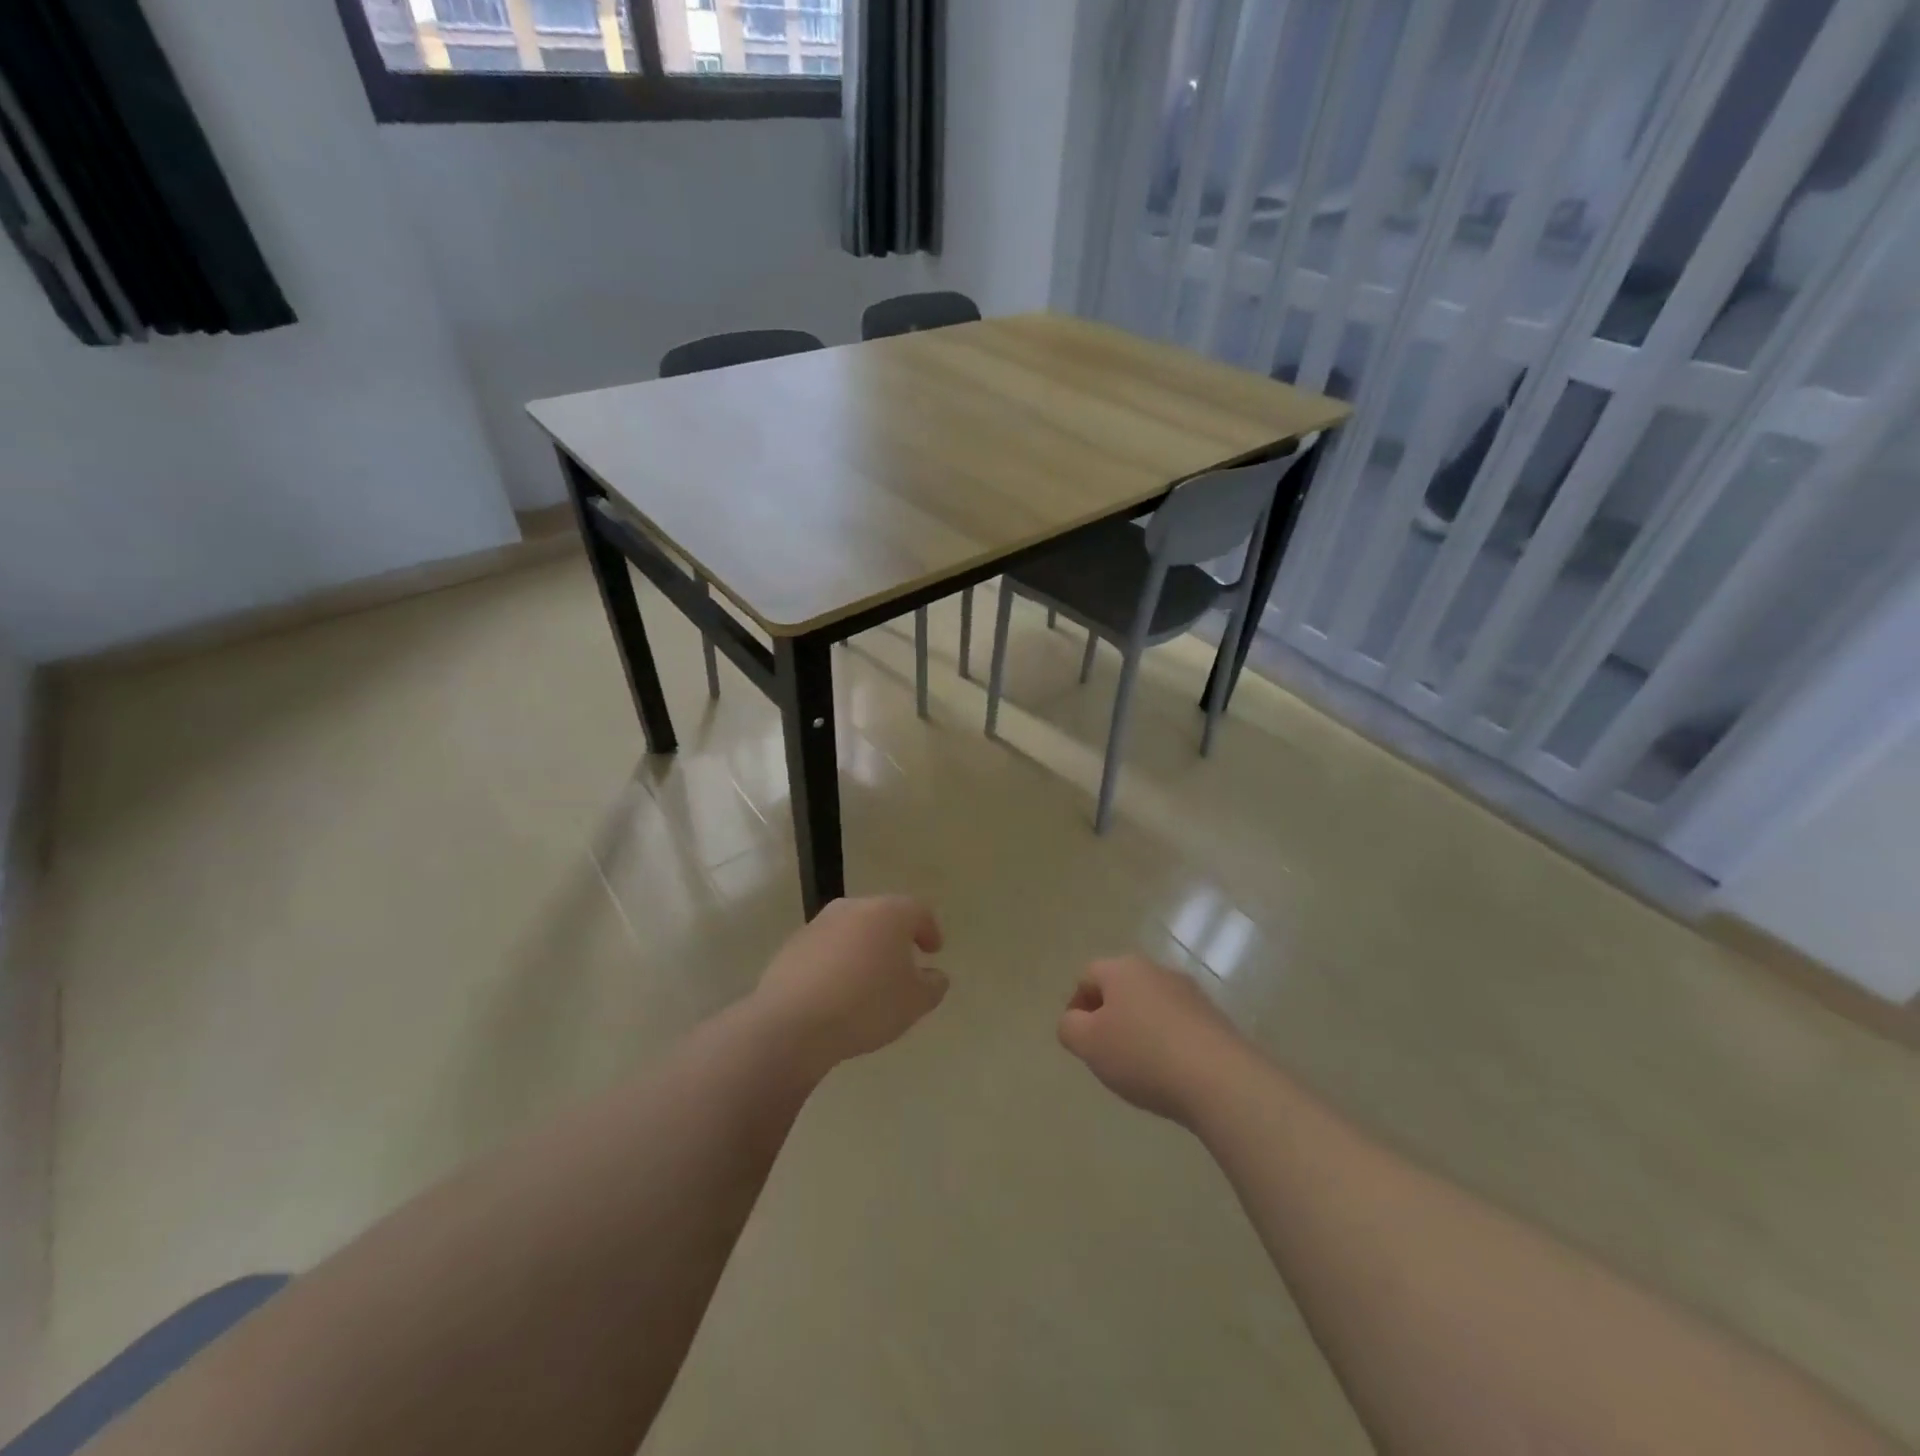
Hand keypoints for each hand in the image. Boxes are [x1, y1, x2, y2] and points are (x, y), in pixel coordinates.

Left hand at [753, 896, 947, 1075]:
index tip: (933, 951)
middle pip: (882, 915)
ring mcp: (818, 924)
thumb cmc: (866, 1005)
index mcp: (888, 913)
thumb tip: (935, 976)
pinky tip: (837, 991)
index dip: (929, 930)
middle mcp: (853, 908)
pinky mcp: (792, 945)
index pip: (918, 911)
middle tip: (903, 962)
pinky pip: (825, 949)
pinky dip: (836, 962)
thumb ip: (933, 985)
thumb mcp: (914, 1002)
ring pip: (851, 930)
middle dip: (894, 936)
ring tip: (868, 979)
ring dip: (863, 948)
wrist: (793, 1022)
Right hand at [1057, 955, 1243, 1123]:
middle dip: (1109, 1016)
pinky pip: (1178, 1024)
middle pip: (1121, 988)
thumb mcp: (1088, 1044)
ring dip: (1140, 1028)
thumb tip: (1074, 1021)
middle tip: (1105, 1053)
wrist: (1220, 1079)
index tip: (1080, 1040)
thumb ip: (1069, 1027)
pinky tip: (1170, 1072)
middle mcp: (1156, 970)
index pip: (1087, 976)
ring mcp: (1190, 992)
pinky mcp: (1214, 1018)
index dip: (1077, 1006)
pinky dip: (1168, 1042)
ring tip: (1139, 1067)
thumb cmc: (1143, 1055)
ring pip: (1151, 1006)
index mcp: (1122, 968)